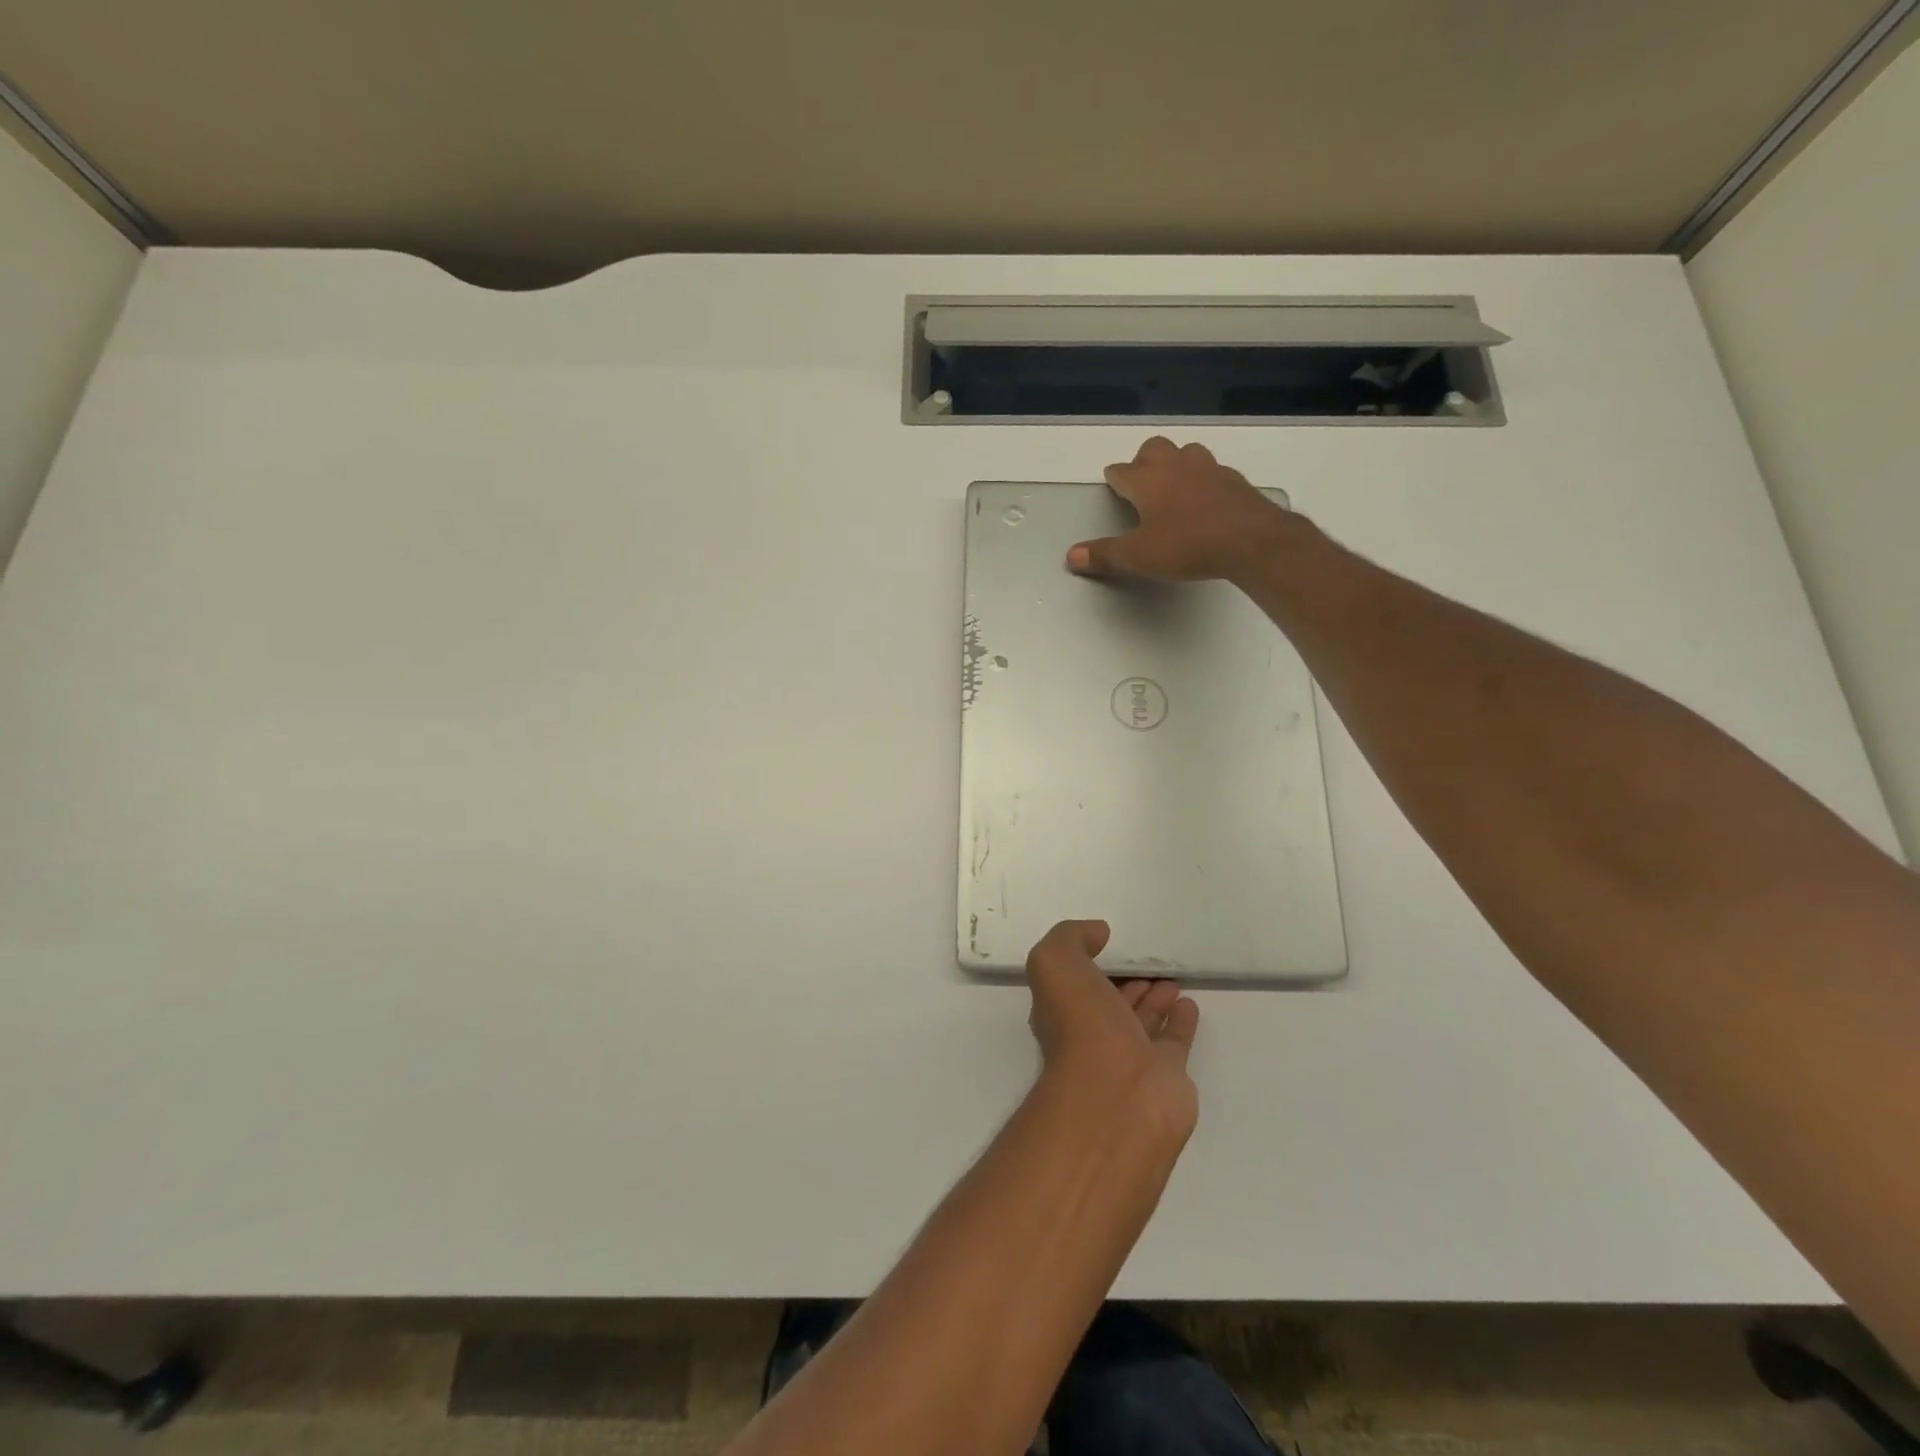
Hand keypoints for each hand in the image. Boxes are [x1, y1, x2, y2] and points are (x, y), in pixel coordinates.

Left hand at [1025, 920, 1199, 1142]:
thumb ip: (1070, 939)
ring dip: (1155, 1000)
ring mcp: (1130, 1059)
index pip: (1075, 984)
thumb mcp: (1055, 964)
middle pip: (1110, 1004)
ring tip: (1172, 979)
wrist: (1119, 1096)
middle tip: (1147, 964)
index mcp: (1061, 1013)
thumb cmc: (1080, 1026)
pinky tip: (1189, 1004)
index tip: (1108, 943)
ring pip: (1142, 1021)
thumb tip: (1096, 933)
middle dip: (1125, 983)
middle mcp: (1092, 1037)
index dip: (1089, 964)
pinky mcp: (1166, 1076)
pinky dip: (1181, 1022)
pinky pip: (1174, 1041)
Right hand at [1066, 436, 1289, 583]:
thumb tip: (1071, 555)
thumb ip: (1104, 555)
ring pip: (1186, 453)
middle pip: (1154, 449)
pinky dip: (1203, 480)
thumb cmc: (1187, 545)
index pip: (1122, 471)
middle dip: (1144, 460)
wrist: (1251, 541)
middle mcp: (1176, 466)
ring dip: (1176, 463)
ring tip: (1173, 485)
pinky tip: (1205, 499)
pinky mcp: (1234, 481)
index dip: (1114, 478)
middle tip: (1141, 481)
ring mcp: (1209, 469)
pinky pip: (1212, 471)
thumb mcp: (1138, 557)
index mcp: (1148, 481)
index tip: (1112, 483)